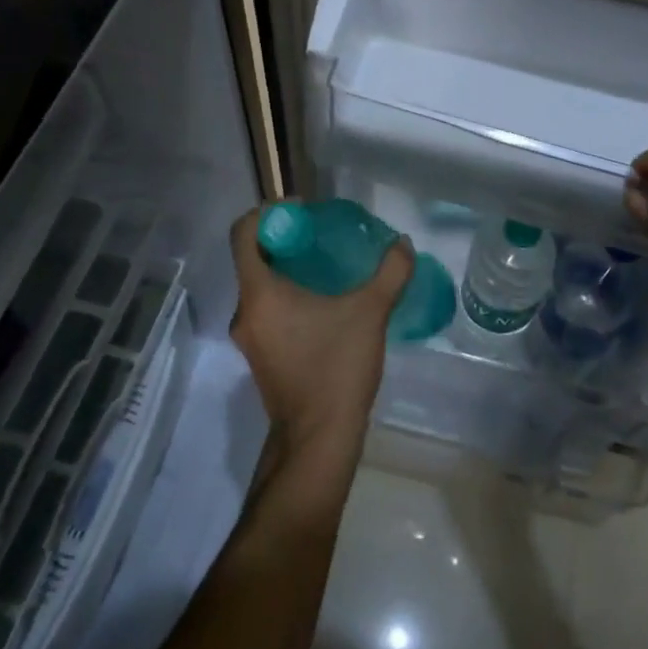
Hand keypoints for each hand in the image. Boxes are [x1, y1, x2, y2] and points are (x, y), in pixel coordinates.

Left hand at [228, 207, 412, 459]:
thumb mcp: (370, 314)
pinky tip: (323, 301)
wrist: (318, 439)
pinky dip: (287, 294)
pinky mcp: (260, 355)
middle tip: (321, 234)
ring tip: (326, 263)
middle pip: (253, 258)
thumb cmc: (336, 368)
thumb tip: (403, 244)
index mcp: (259, 293)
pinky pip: (267, 309)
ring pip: (261, 286)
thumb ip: (390, 274)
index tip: (302, 209)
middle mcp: (245, 311)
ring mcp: (249, 337)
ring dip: (287, 268)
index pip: (244, 234)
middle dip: (285, 239)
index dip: (269, 212)